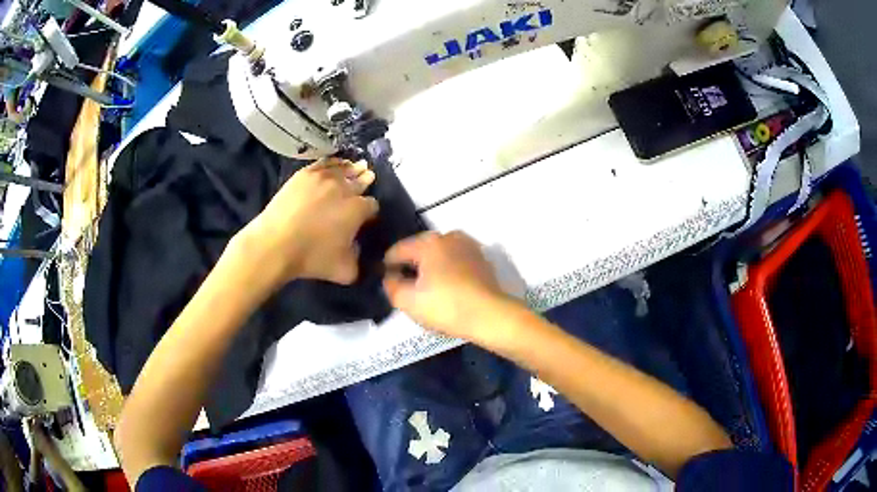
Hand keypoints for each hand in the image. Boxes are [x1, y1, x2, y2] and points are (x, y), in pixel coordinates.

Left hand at [238, 158, 378, 286]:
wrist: (275, 244)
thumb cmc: (311, 258)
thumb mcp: (345, 270)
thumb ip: (359, 260)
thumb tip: (359, 250)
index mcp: (357, 209)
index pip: (373, 205)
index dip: (371, 212)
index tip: (366, 217)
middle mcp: (344, 188)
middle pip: (360, 180)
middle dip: (365, 181)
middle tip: (367, 180)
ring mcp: (323, 178)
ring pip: (344, 168)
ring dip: (352, 169)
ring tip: (357, 166)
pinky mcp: (305, 174)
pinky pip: (325, 163)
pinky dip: (334, 163)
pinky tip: (336, 163)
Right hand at [383, 231, 514, 344]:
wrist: (490, 316)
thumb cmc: (446, 307)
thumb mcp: (407, 301)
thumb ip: (391, 285)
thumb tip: (390, 276)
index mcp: (428, 242)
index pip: (397, 250)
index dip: (387, 266)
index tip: (385, 281)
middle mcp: (448, 237)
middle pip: (419, 250)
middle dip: (411, 266)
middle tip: (405, 287)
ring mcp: (468, 246)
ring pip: (439, 254)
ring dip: (430, 267)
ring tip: (427, 289)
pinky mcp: (482, 259)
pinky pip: (456, 261)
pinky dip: (448, 270)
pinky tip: (447, 288)